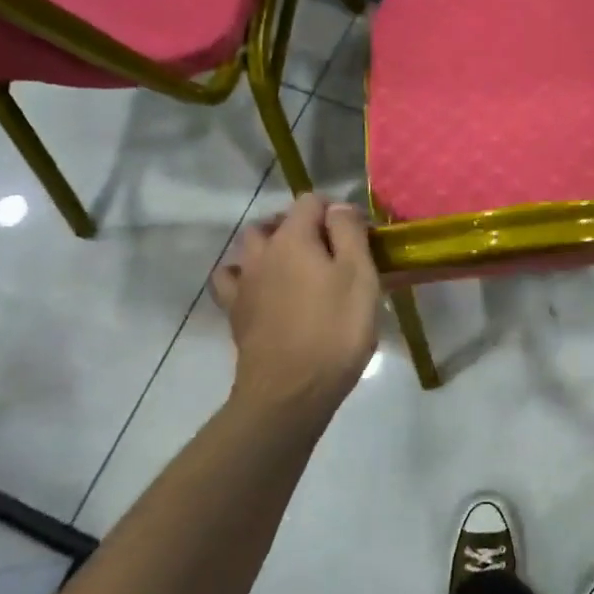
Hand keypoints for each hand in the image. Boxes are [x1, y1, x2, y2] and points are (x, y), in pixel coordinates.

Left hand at [211, 195, 380, 421]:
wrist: (290, 392)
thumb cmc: (335, 330)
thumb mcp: (359, 275)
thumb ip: (349, 232)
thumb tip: (338, 207)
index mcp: (293, 238)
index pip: (311, 201)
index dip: (337, 211)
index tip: (360, 235)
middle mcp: (261, 252)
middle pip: (277, 222)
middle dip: (302, 226)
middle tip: (332, 252)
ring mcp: (243, 283)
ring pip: (251, 248)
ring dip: (272, 248)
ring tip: (298, 268)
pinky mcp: (235, 313)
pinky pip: (233, 281)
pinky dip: (247, 277)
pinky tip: (264, 291)